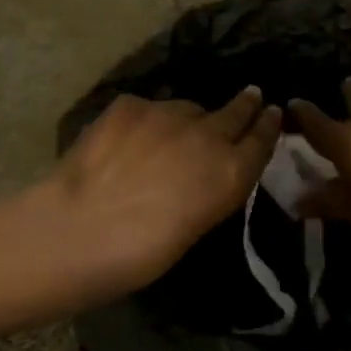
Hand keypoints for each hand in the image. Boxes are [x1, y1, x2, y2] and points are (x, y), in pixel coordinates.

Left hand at [34, 89, 280, 303]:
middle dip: (245, 104)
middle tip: (251, 95)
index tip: (273, 112)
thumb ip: (210, 190)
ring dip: (188, 119)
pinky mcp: (132, 104)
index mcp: (230, 173)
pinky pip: (148, 109)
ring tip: (171, 136)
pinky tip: (127, 140)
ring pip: (188, 109)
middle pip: (236, 111)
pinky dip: (145, 122)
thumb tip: (205, 175)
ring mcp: (169, 113)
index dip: (269, 125)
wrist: (77, 230)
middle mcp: (208, 134)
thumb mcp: (194, 227)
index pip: (262, 139)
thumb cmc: (139, 255)